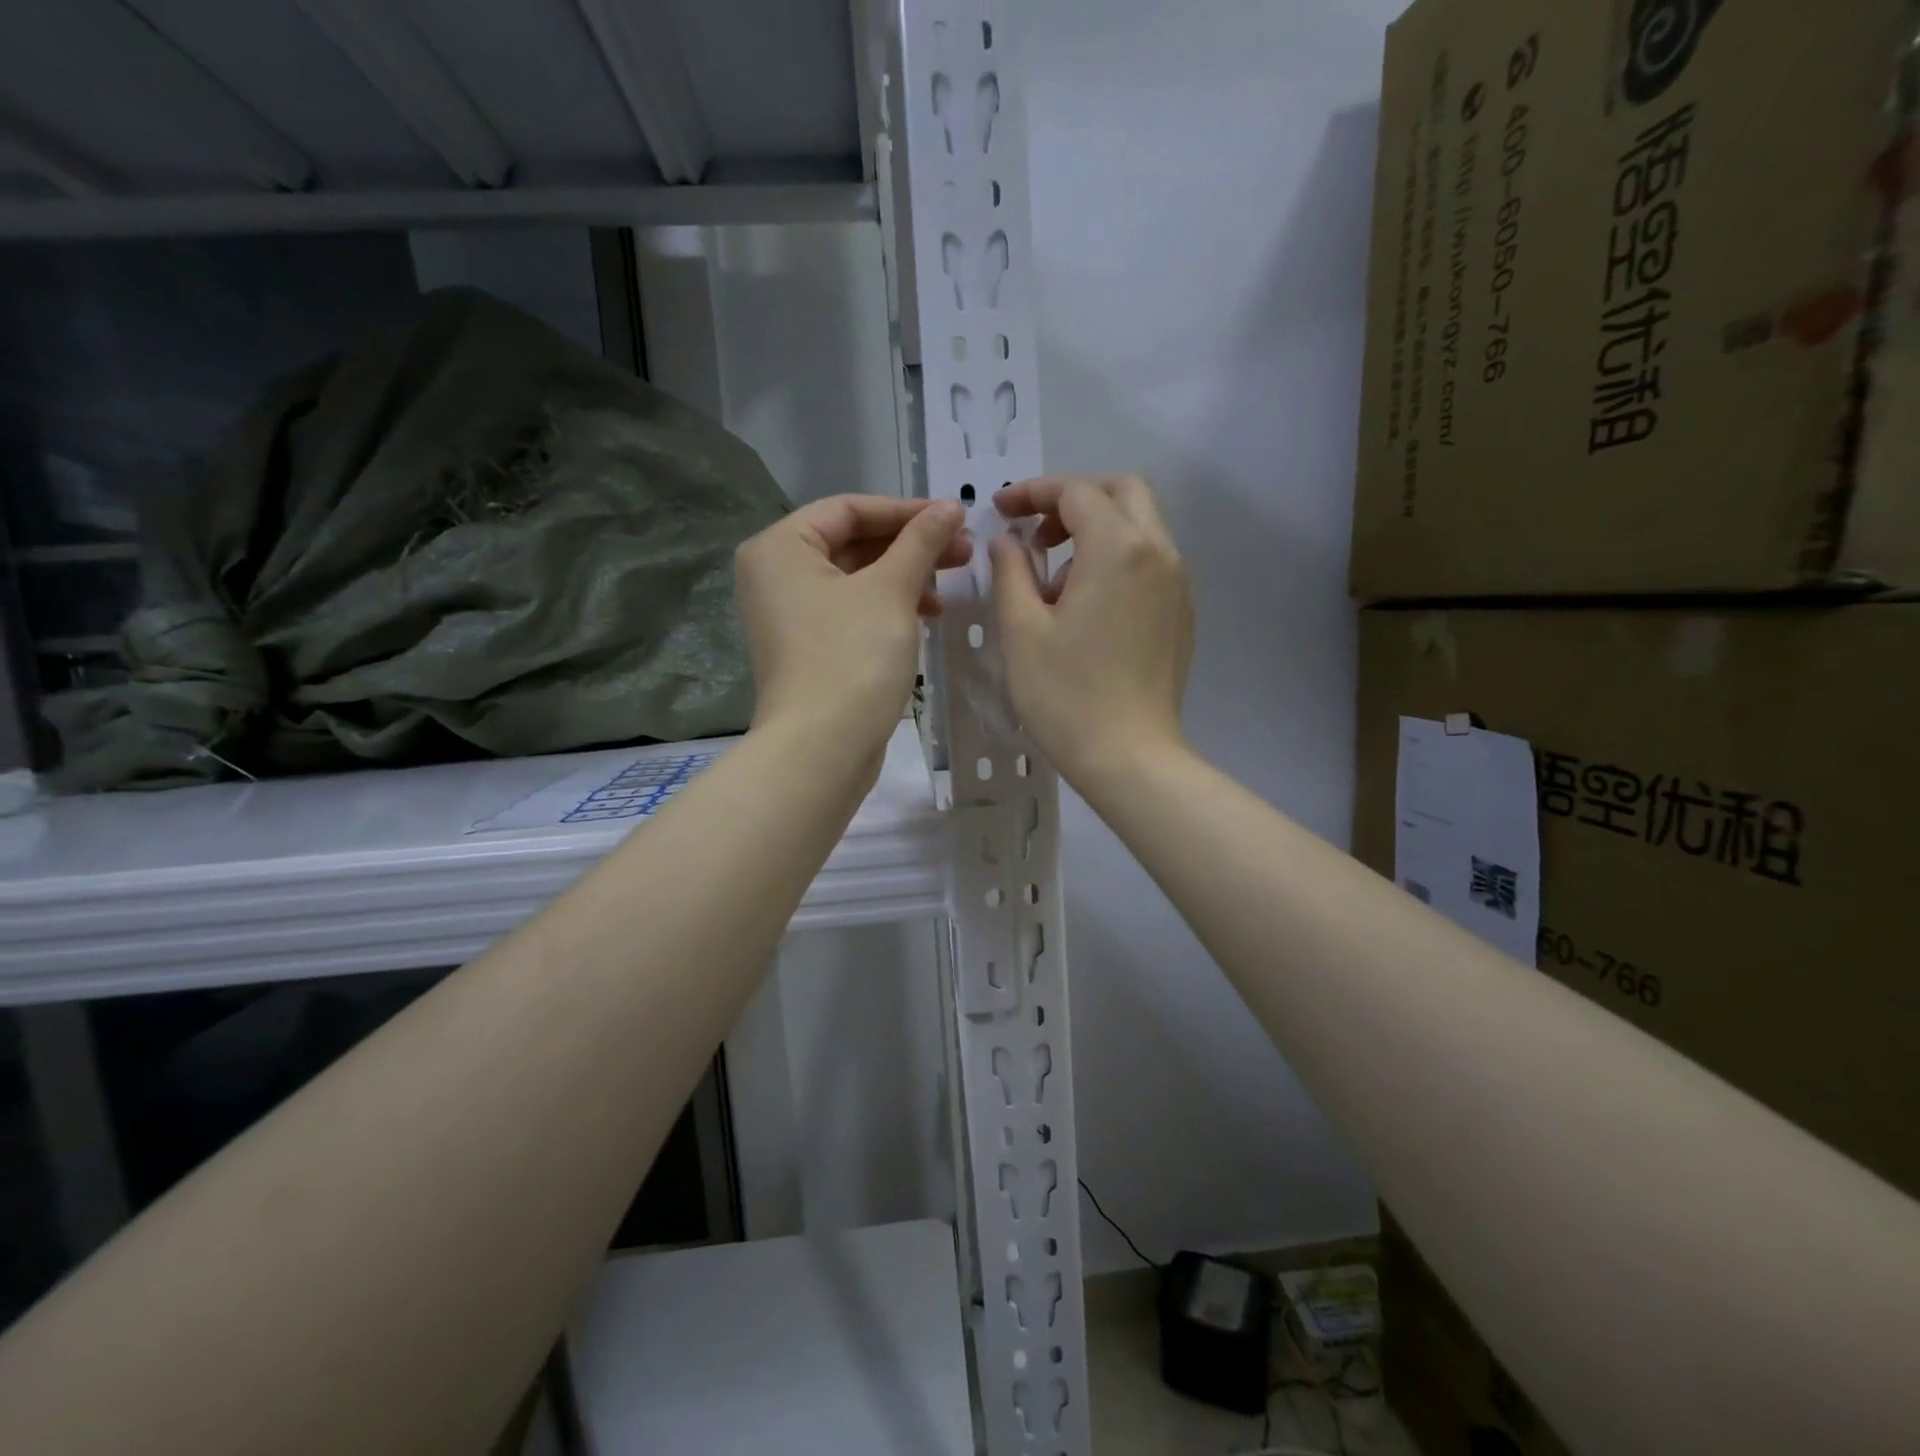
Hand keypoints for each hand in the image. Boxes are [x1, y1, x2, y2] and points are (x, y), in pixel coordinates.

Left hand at [735, 496, 970, 751]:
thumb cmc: (852, 657)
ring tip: (952, 584)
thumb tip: (950, 507)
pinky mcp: (809, 648)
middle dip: (910, 546)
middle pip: (853, 543)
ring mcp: (791, 615)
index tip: (954, 518)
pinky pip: (853, 610)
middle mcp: (776, 575)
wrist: (822, 749)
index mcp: (780, 548)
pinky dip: (889, 607)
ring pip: (857, 579)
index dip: (906, 511)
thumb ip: (920, 541)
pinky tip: (928, 614)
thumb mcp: (891, 590)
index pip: (848, 509)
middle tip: (964, 551)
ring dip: (905, 577)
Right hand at [990, 475, 1192, 783]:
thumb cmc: (1066, 695)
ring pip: (1141, 526)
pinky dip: (1117, 559)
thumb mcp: (1021, 630)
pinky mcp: (1181, 613)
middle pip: (1122, 492)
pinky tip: (1087, 606)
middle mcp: (1158, 553)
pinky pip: (1150, 562)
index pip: (1076, 492)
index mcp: (1118, 548)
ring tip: (1056, 582)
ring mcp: (1177, 584)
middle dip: (1074, 499)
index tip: (1001, 509)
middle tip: (1037, 534)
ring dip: (1097, 530)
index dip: (1033, 492)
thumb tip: (1009, 543)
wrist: (1130, 757)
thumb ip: (1011, 572)